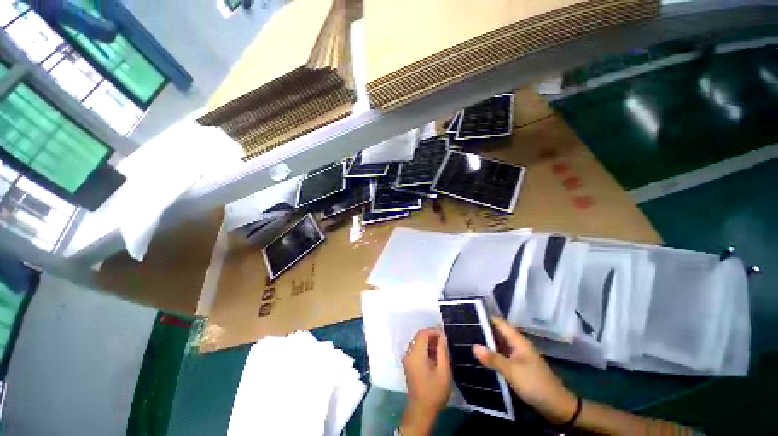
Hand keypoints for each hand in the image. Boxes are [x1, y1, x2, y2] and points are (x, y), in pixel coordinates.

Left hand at [402, 327, 451, 414]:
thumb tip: (442, 334)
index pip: (423, 333)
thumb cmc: (434, 392)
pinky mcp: (408, 363)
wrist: (421, 411)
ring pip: (418, 342)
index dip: (434, 331)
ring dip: (429, 342)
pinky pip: (416, 349)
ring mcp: (407, 358)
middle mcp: (408, 353)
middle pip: (419, 336)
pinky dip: (425, 348)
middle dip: (432, 336)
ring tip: (442, 349)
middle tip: (445, 343)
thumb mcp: (443, 371)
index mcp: (416, 354)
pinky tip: (435, 356)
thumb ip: (442, 350)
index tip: (445, 336)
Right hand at [473, 317, 577, 424]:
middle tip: (461, 329)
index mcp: (517, 340)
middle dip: (481, 330)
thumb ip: (493, 358)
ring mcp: (516, 356)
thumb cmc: (535, 384)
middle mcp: (516, 345)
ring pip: (497, 345)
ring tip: (465, 340)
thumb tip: (473, 346)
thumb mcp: (512, 371)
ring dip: (485, 343)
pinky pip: (500, 356)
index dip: (484, 317)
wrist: (557, 407)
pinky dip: (490, 355)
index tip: (466, 315)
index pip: (498, 322)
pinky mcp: (516, 367)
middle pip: (496, 332)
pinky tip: (478, 358)